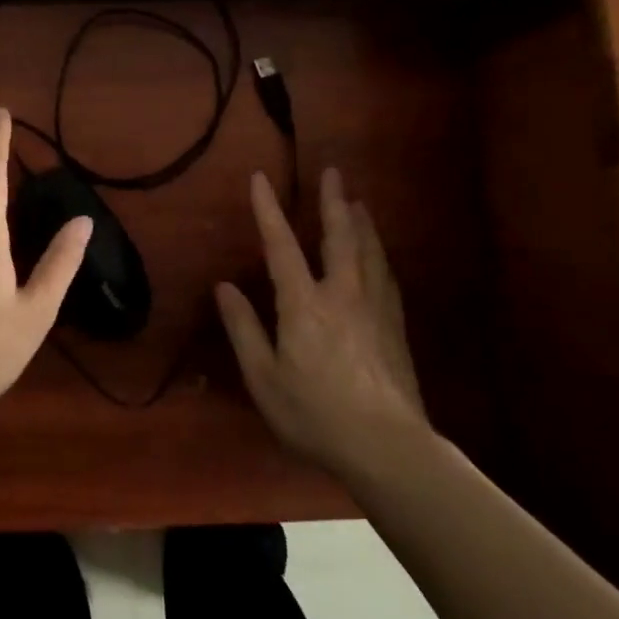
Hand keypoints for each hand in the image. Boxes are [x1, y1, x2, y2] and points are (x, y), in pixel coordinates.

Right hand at [214, 166, 426, 474]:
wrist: (387, 446)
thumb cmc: (315, 415)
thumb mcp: (264, 379)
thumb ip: (244, 329)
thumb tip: (224, 287)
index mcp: (304, 305)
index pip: (281, 247)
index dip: (268, 210)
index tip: (260, 178)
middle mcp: (342, 295)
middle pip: (338, 237)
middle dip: (333, 202)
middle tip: (334, 172)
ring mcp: (374, 308)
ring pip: (369, 252)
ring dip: (361, 223)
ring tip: (358, 202)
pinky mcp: (395, 327)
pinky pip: (385, 277)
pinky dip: (378, 255)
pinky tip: (379, 255)